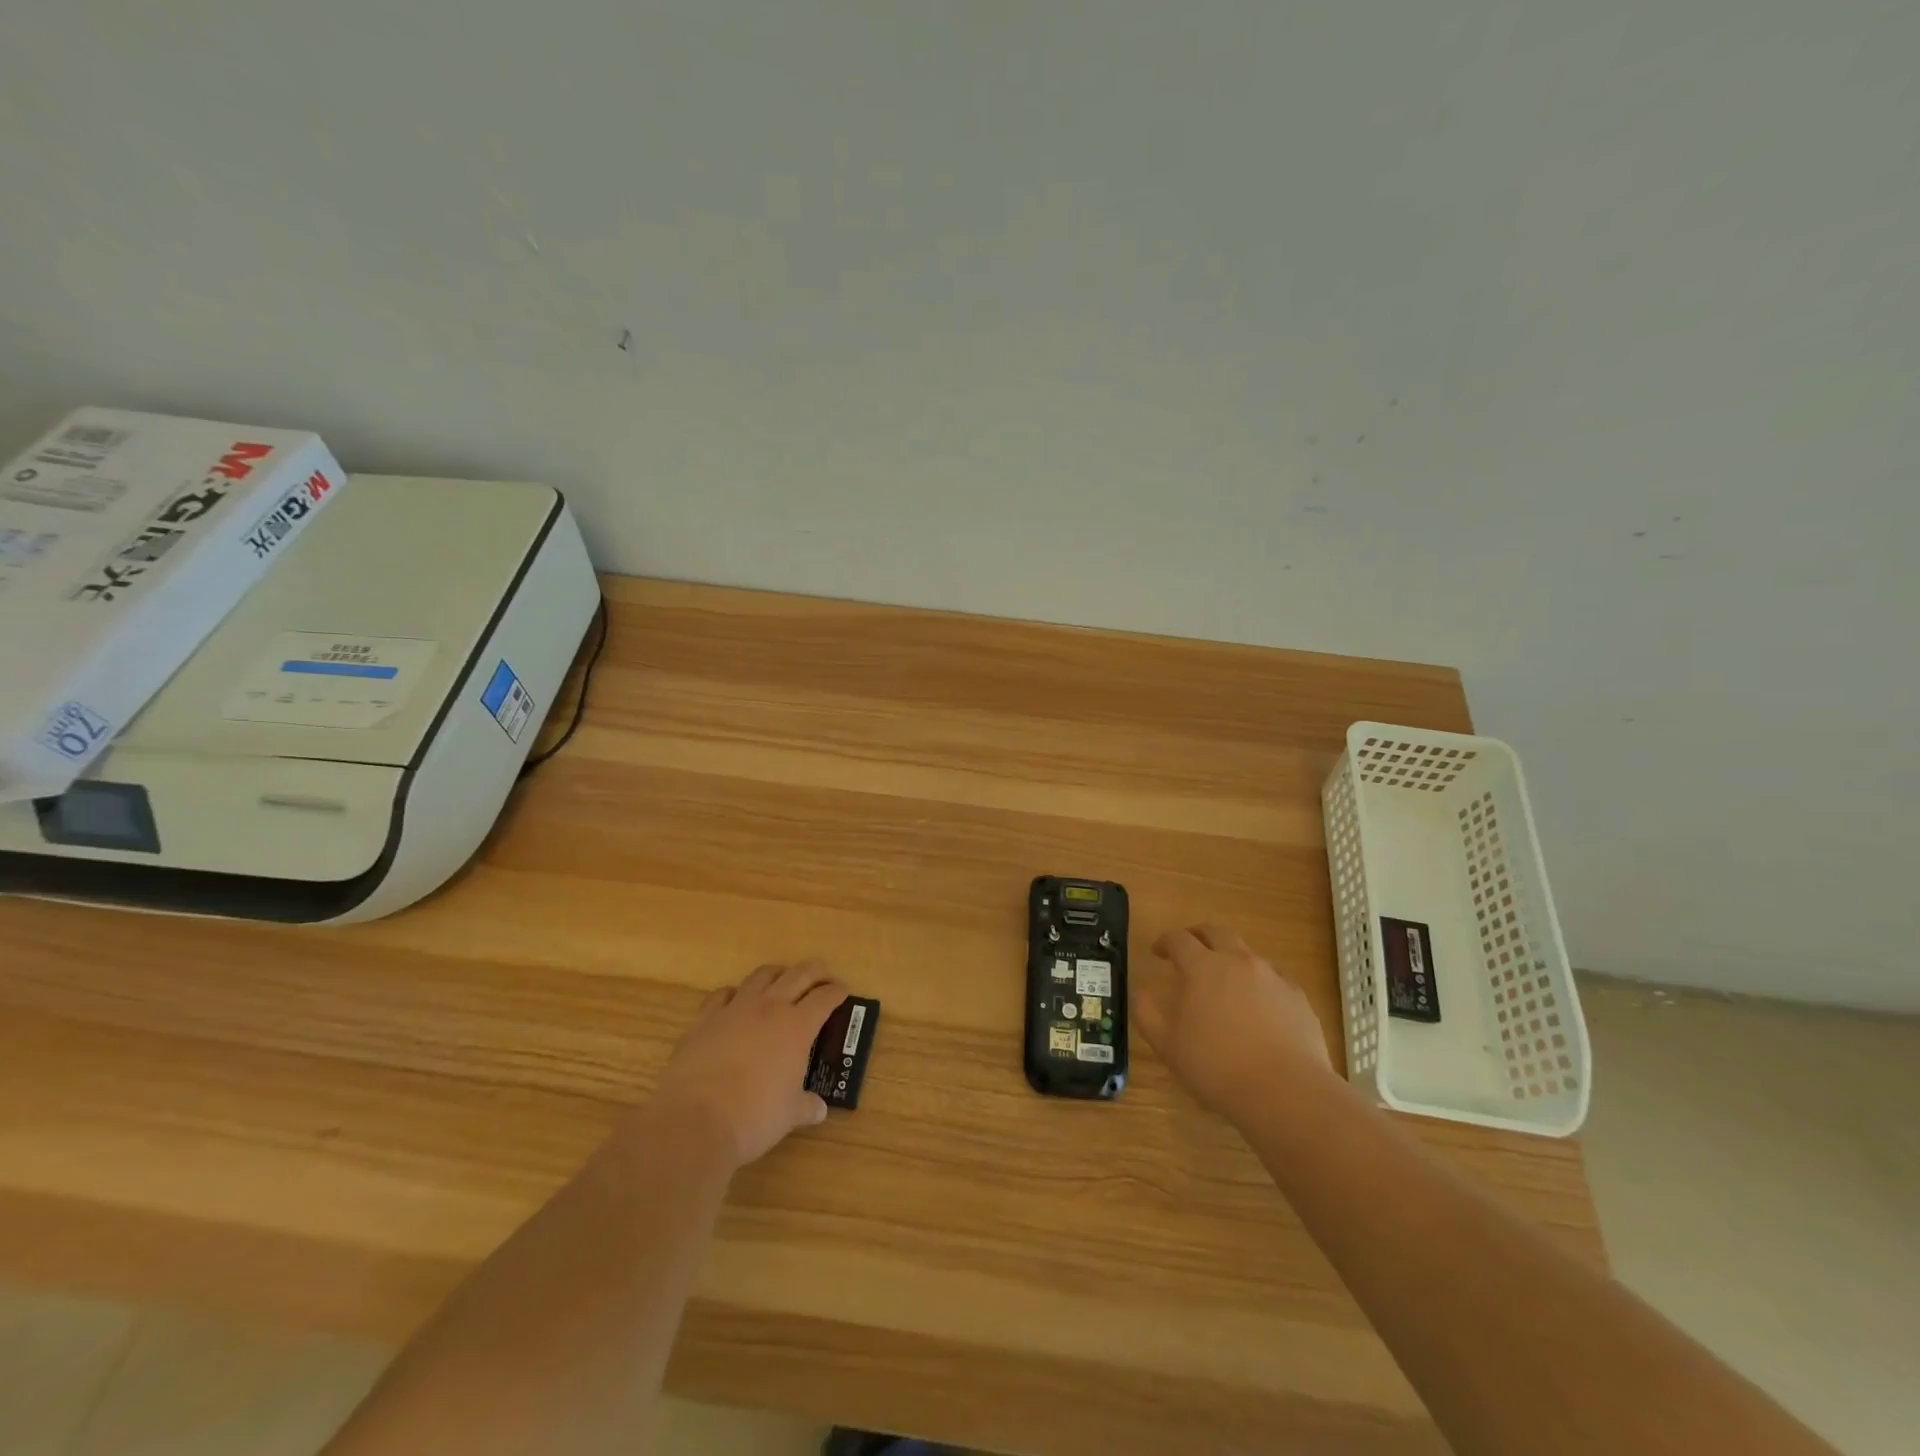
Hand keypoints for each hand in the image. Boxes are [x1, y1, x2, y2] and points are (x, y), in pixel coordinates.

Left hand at [655, 961, 847, 1169]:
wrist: (695, 1120)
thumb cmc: (754, 1116)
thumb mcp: (790, 1114)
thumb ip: (807, 1106)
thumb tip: (819, 1109)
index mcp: (798, 1026)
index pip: (825, 998)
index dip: (837, 992)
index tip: (843, 991)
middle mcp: (770, 1007)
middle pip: (799, 974)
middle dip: (815, 971)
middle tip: (823, 975)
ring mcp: (735, 1009)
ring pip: (761, 975)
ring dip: (777, 973)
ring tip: (783, 979)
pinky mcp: (704, 1019)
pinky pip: (723, 994)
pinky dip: (735, 994)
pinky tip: (736, 1001)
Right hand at [1133, 924, 1337, 1121]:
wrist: (1287, 1092)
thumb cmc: (1218, 1067)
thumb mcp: (1167, 1045)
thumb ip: (1147, 1013)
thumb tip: (1140, 992)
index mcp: (1203, 968)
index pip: (1179, 940)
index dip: (1165, 941)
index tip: (1158, 951)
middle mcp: (1238, 962)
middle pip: (1216, 932)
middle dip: (1198, 934)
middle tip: (1188, 946)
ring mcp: (1273, 977)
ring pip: (1247, 953)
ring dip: (1230, 957)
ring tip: (1223, 979)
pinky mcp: (1298, 998)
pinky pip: (1274, 978)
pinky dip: (1259, 981)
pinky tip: (1258, 1004)